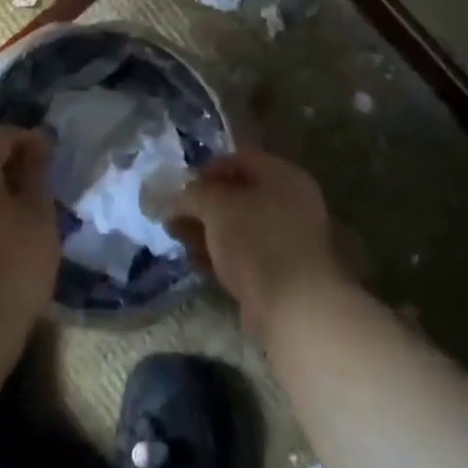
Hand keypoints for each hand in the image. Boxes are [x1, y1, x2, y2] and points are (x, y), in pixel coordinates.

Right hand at [170, 146, 347, 335]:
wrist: (294, 308)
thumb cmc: (256, 240)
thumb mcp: (217, 206)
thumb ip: (194, 193)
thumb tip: (178, 195)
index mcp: (283, 176)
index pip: (240, 158)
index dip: (208, 168)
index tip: (182, 184)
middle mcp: (289, 204)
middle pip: (238, 195)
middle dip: (203, 203)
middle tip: (173, 213)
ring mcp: (286, 241)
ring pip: (238, 227)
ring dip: (206, 230)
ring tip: (175, 235)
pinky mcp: (279, 275)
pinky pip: (243, 255)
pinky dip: (219, 254)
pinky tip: (194, 260)